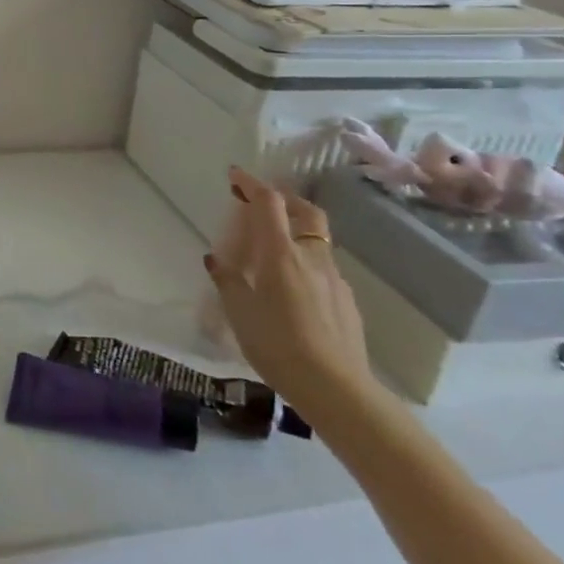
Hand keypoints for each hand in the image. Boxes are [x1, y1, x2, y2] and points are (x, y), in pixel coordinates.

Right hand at [204, 166, 375, 417]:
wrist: (336, 388)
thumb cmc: (277, 344)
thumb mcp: (239, 312)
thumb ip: (227, 280)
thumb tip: (216, 259)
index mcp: (281, 253)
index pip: (269, 202)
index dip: (251, 183)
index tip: (235, 175)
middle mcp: (312, 257)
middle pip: (305, 211)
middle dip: (284, 200)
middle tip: (263, 206)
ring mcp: (335, 279)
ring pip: (317, 241)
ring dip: (296, 234)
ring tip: (274, 253)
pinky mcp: (347, 302)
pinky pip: (324, 270)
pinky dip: (307, 265)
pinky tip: (294, 292)